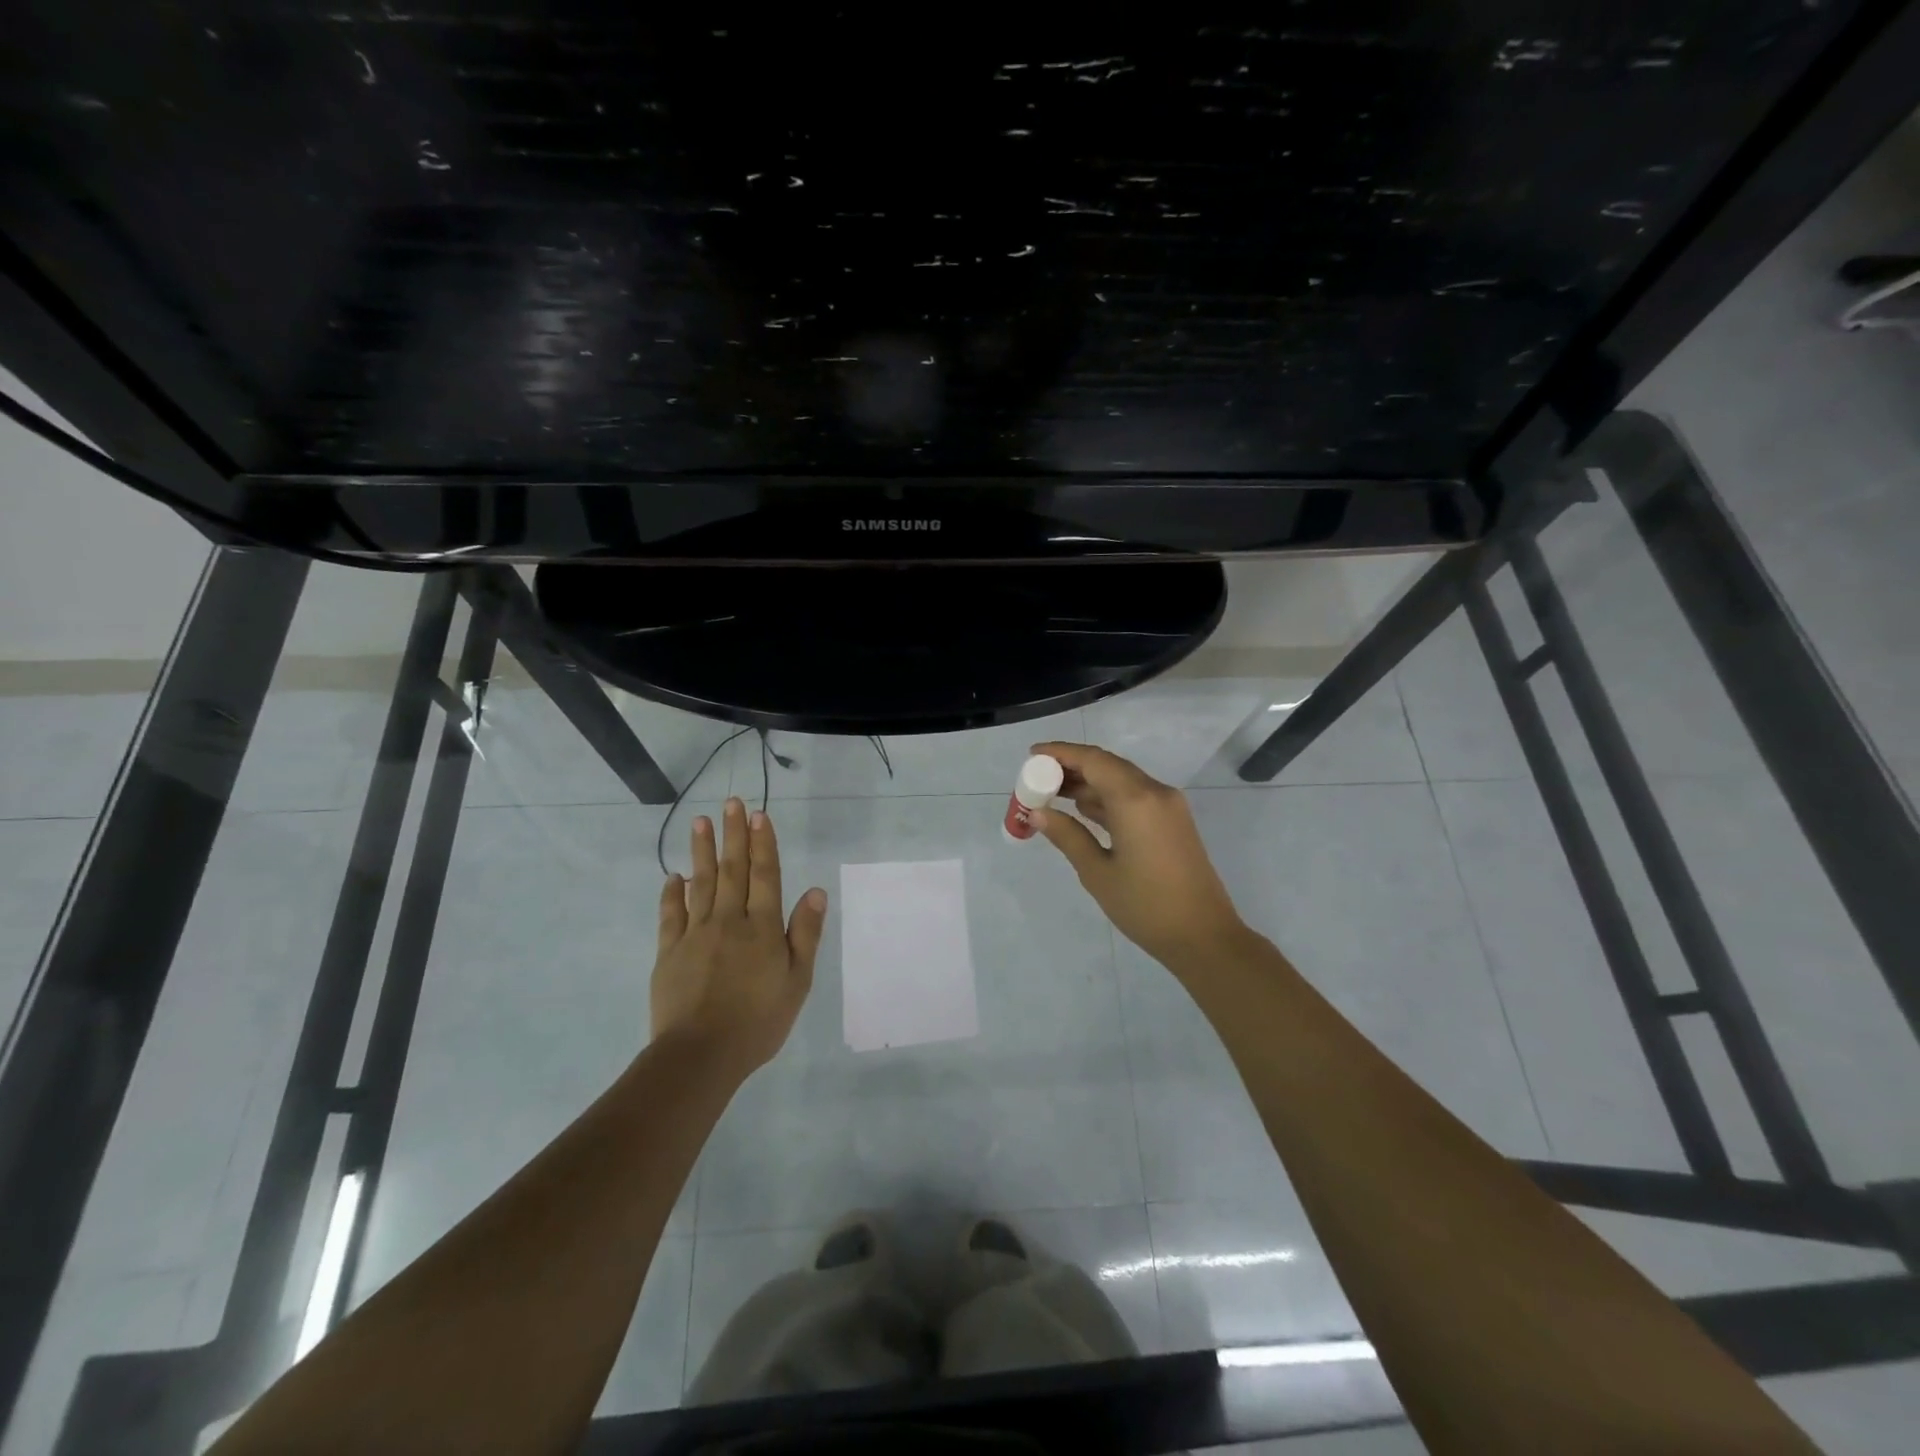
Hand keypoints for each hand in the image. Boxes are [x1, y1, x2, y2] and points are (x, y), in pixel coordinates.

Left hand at [652, 797, 826, 1076]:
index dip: (763, 844)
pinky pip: (671, 915)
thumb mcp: (797, 982)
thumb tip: (815, 891)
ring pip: (701, 883)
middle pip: (732, 870)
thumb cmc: (758, 1021)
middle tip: (731, 803)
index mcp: (762, 928)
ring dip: (702, 851)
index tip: (759, 815)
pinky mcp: (669, 952)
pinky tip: (673, 876)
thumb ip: (805, 934)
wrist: (700, 1055)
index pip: (765, 876)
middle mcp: (729, 921)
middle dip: (733, 835)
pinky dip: (672, 893)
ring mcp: (695, 934)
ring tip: (700, 822)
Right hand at [1029, 742, 1248, 970]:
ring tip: (1053, 794)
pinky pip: (1135, 796)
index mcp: (1135, 800)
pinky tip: (1083, 809)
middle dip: (1072, 767)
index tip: (1032, 755)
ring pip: (1122, 780)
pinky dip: (1107, 797)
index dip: (1060, 753)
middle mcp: (1155, 792)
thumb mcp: (1097, 873)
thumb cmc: (1145, 906)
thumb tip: (1038, 813)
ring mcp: (1168, 806)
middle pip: (1108, 765)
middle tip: (1038, 778)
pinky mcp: (1173, 821)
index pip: (1093, 760)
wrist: (1204, 937)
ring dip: (1089, 783)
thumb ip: (1067, 836)